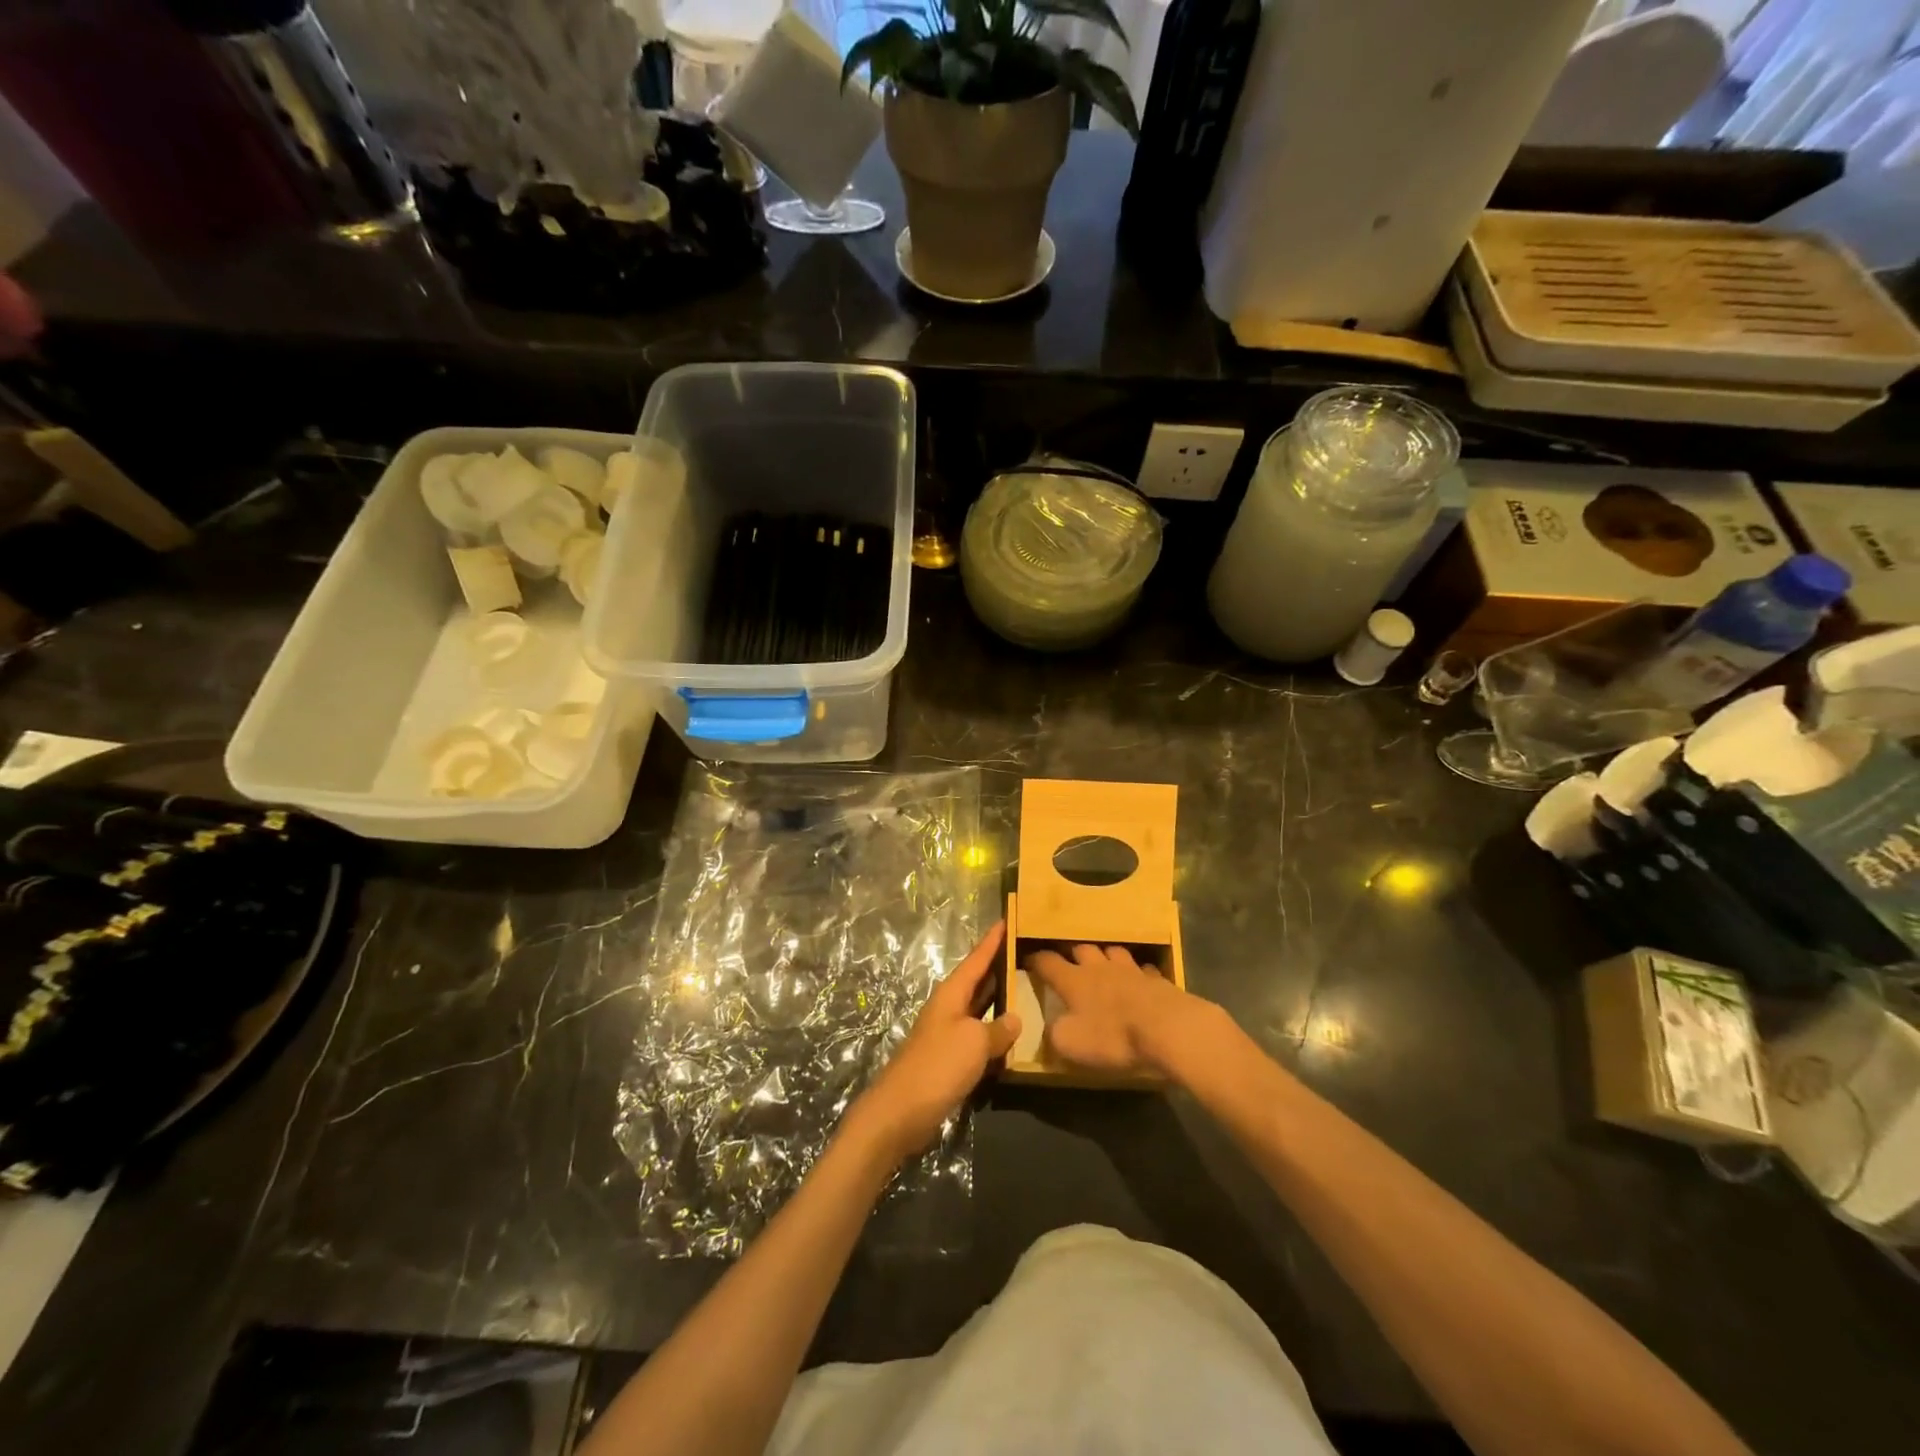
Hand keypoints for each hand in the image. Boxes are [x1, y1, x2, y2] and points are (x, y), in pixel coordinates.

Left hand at [856, 922, 1018, 1158]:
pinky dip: (994, 1031)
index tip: (1007, 918)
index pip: (977, 959)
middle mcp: (948, 1007)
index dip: (993, 940)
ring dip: (998, 999)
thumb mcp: (975, 1042)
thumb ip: (998, 1029)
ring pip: (979, 1008)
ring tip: (1025, 987)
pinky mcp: (949, 1058)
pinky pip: (977, 1035)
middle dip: (998, 965)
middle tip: (1024, 951)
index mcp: (952, 993)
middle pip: (977, 980)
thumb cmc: (938, 1066)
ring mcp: (947, 1033)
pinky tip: (1011, 1036)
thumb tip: (1015, 1019)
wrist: (901, 1111)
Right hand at [1025, 943, 1201, 1076]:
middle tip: (1068, 960)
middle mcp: (1099, 967)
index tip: (1027, 960)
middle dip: (1071, 952)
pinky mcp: (1157, 980)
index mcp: (1074, 980)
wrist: (1167, 1028)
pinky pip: (1142, 969)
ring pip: (1112, 952)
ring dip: (1104, 956)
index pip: (1047, 962)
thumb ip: (1054, 1033)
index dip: (1035, 960)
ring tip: (1103, 963)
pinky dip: (1136, 973)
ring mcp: (1130, 970)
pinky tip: (1139, 980)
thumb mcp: (1071, 1044)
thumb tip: (1050, 1026)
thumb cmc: (1113, 1036)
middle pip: (1081, 949)